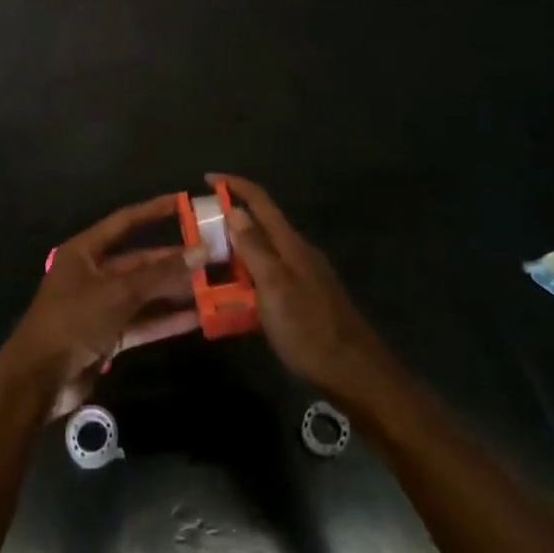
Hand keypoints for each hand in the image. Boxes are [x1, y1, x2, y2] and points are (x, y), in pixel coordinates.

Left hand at [1, 196, 200, 420]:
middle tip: (211, 256)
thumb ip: (160, 274)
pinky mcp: (108, 336)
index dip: (154, 211)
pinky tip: (197, 318)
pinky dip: (166, 320)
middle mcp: (93, 273)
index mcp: (85, 252)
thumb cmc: (73, 321)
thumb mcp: (118, 293)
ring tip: (212, 286)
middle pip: (139, 261)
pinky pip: (142, 322)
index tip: (185, 203)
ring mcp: (101, 306)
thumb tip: (201, 251)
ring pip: (144, 293)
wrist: (38, 380)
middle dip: (173, 260)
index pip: (125, 222)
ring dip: (174, 292)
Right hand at [210, 174, 386, 400]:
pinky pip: (269, 276)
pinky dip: (248, 277)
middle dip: (230, 220)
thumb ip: (254, 248)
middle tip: (198, 230)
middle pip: (261, 224)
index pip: (260, 201)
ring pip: (264, 252)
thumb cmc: (310, 329)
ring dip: (237, 250)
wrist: (355, 373)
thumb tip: (235, 210)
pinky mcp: (304, 298)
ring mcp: (303, 276)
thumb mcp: (274, 287)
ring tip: (208, 263)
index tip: (207, 179)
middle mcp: (297, 253)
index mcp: (290, 244)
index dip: (235, 185)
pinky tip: (234, 297)